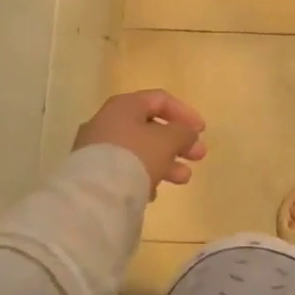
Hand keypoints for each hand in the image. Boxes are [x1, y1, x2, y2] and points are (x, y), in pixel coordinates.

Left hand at [74, 89, 207, 195]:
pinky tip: (152, 193)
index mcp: (125, 105)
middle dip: (178, 142)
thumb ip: (184, 133)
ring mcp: (96, 148)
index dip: (185, 113)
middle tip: (198, 156)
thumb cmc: (136, 156)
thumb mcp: (169, 140)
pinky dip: (143, 175)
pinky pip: (124, 168)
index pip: (160, 100)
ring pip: (139, 150)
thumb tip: (187, 134)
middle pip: (150, 127)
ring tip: (183, 179)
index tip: (202, 131)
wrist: (95, 194)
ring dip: (165, 162)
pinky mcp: (91, 172)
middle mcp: (107, 121)